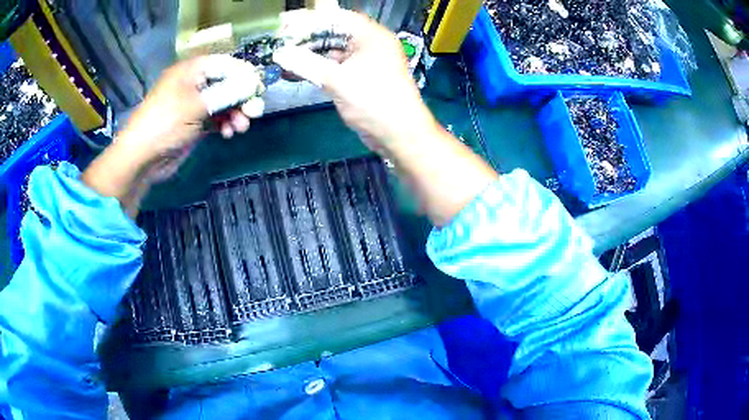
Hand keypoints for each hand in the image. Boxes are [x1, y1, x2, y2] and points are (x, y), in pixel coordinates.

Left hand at [82, 55, 264, 217]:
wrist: (142, 158)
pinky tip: (228, 133)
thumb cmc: (165, 124)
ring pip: (224, 102)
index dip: (243, 74)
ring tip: (241, 128)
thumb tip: (253, 83)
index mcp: (191, 71)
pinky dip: (225, 124)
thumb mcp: (197, 106)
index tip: (258, 88)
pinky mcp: (194, 123)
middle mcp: (194, 84)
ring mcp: (194, 104)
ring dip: (236, 113)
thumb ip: (227, 93)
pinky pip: (216, 118)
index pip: (225, 64)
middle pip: (227, 83)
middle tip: (255, 112)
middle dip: (242, 97)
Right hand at [275, 9, 496, 226]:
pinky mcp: (359, 77)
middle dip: (305, 37)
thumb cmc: (374, 102)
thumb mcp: (337, 80)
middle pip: (332, 32)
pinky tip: (294, 72)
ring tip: (282, 58)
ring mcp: (364, 60)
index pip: (336, 17)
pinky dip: (316, 68)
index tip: (284, 24)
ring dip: (308, 54)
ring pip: (331, 50)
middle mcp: (368, 43)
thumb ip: (306, 64)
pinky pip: (334, 66)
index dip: (308, 19)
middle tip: (279, 42)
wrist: (399, 134)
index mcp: (371, 35)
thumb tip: (279, 53)